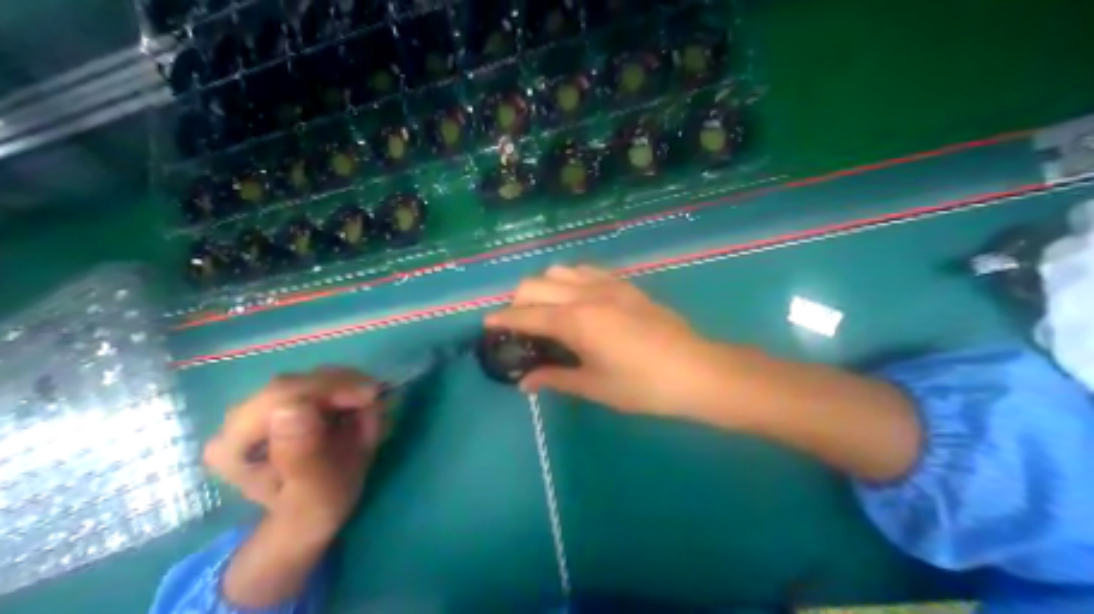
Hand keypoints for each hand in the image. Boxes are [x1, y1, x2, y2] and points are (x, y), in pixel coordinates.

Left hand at [201, 368, 385, 537]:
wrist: (314, 507)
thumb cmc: (316, 504)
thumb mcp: (315, 490)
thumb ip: (303, 455)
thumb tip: (294, 407)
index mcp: (234, 447)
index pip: (281, 397)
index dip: (330, 390)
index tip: (371, 399)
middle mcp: (239, 420)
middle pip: (297, 382)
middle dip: (345, 387)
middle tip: (376, 402)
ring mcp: (264, 406)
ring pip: (313, 376)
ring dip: (350, 386)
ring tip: (368, 409)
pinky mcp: (288, 399)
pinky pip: (323, 378)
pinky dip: (349, 386)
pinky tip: (357, 405)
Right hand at [484, 263, 723, 417]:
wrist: (696, 370)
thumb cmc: (643, 386)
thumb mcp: (595, 386)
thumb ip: (555, 378)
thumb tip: (525, 383)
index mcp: (577, 321)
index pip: (527, 315)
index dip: (503, 318)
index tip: (488, 322)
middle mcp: (586, 295)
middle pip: (536, 284)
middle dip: (518, 299)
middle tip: (519, 321)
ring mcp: (607, 284)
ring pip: (559, 271)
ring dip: (544, 286)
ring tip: (547, 308)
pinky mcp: (624, 284)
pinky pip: (586, 270)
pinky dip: (569, 279)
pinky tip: (576, 297)